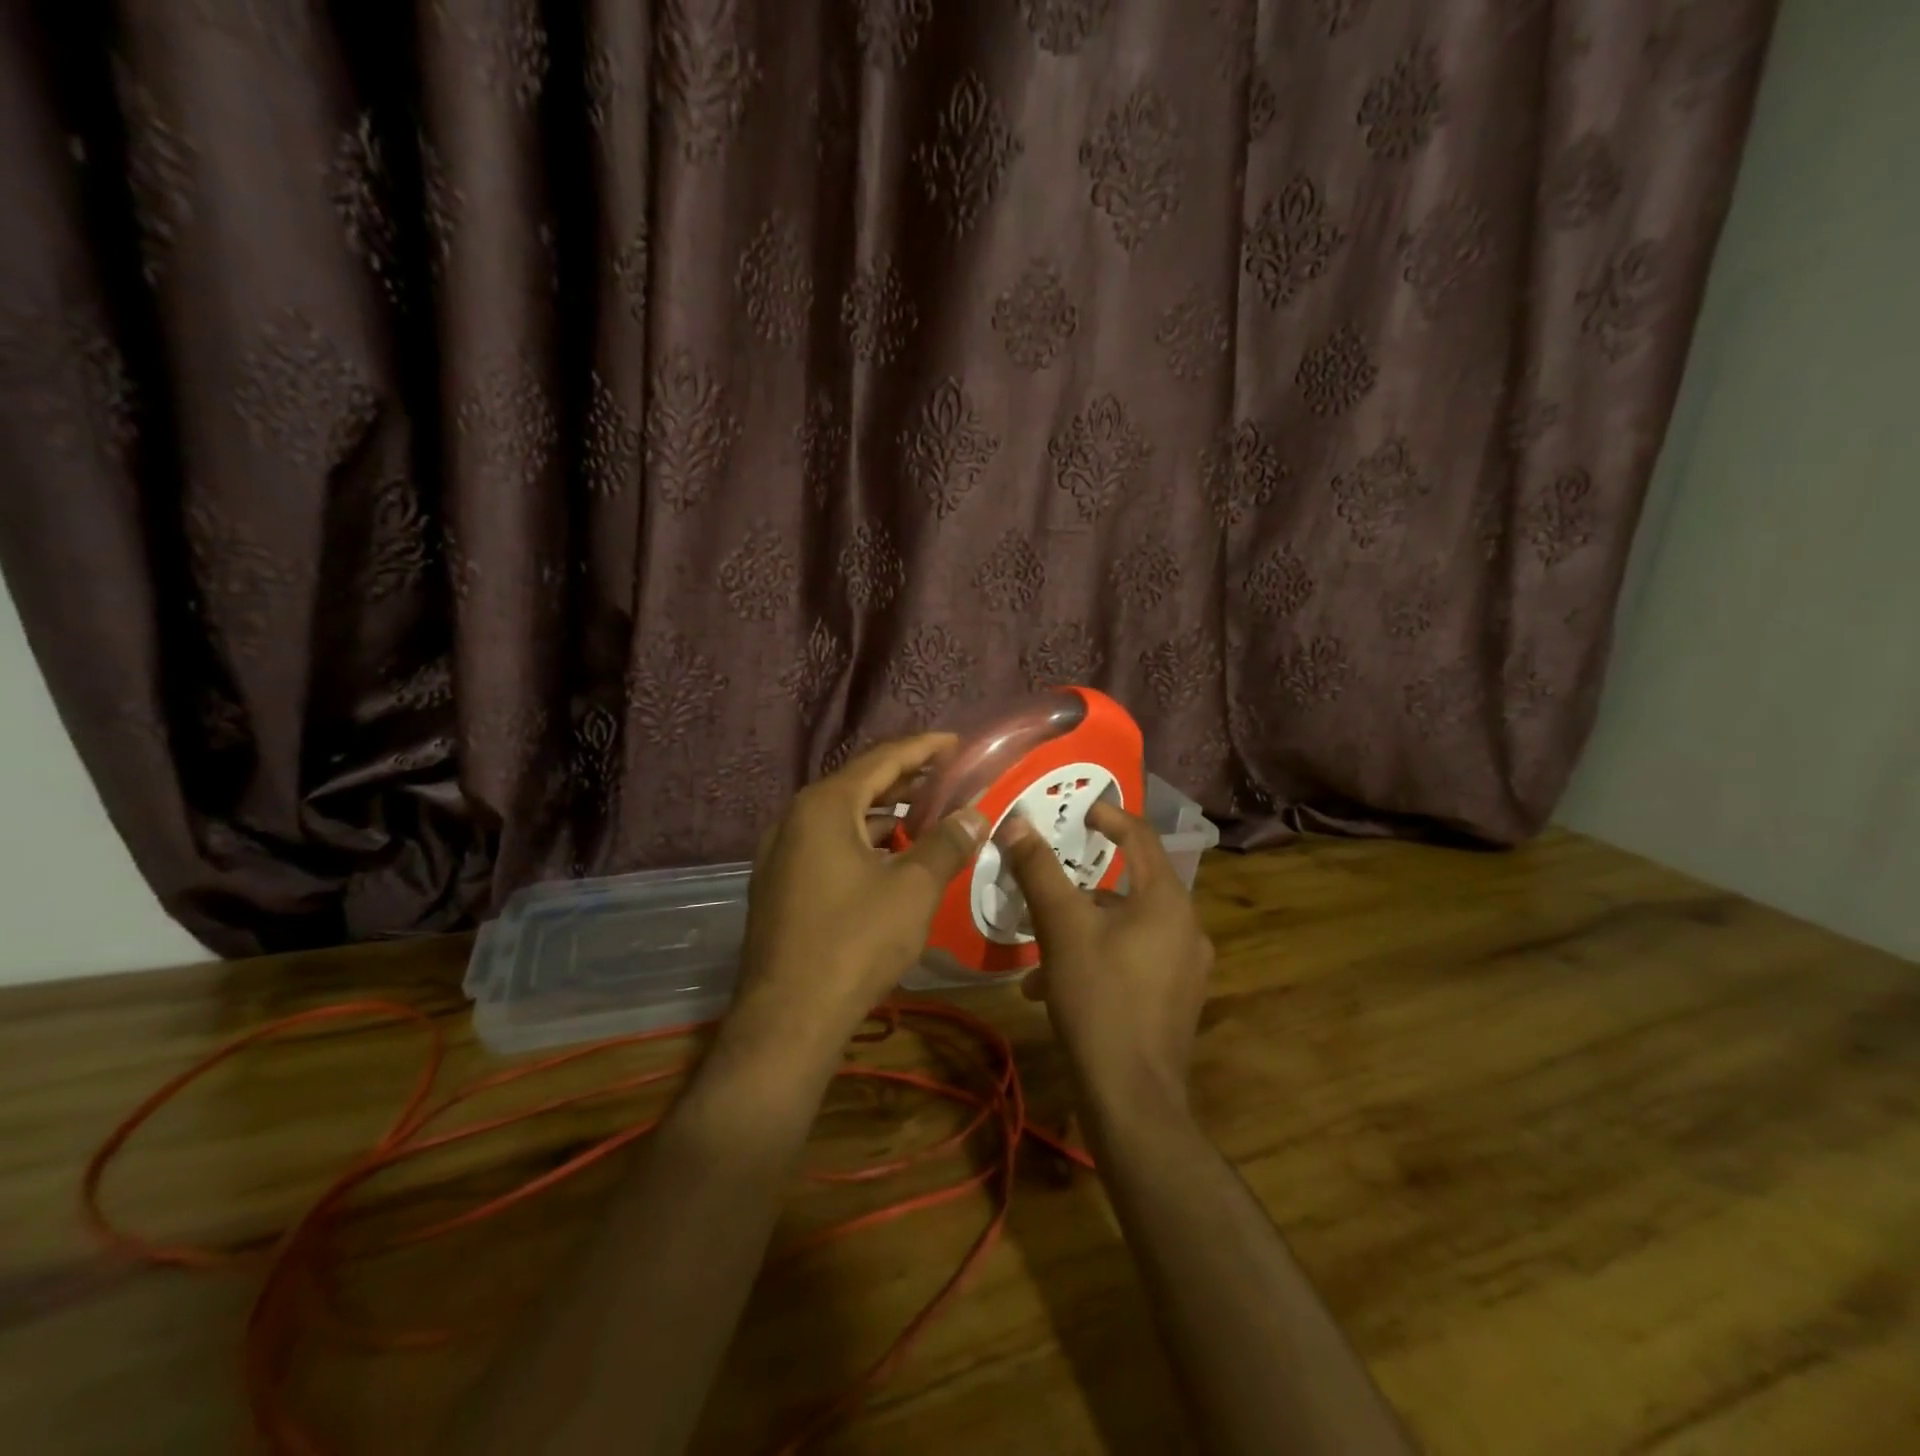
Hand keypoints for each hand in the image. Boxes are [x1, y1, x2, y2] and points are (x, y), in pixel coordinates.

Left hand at [728, 734, 987, 1055]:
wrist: (788, 1019)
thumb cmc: (855, 942)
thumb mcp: (913, 889)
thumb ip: (947, 843)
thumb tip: (976, 814)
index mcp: (824, 806)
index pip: (882, 760)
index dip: (923, 749)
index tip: (956, 742)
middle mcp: (795, 819)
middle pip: (859, 785)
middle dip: (906, 780)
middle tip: (948, 775)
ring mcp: (781, 854)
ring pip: (843, 820)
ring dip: (886, 815)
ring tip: (927, 816)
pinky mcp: (780, 885)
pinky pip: (829, 847)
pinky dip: (864, 844)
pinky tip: (892, 860)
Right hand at [998, 802, 1213, 1114]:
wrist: (1132, 1098)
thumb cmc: (1099, 997)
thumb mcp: (1061, 927)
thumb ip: (1038, 870)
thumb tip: (1015, 822)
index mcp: (1168, 901)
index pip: (1142, 838)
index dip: (1111, 817)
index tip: (1082, 811)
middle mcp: (1186, 928)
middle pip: (1131, 887)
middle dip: (1083, 886)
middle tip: (1047, 885)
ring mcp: (1185, 969)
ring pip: (1127, 928)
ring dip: (1083, 929)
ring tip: (1039, 950)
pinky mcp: (1174, 1001)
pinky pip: (1133, 960)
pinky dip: (1097, 959)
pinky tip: (1054, 988)